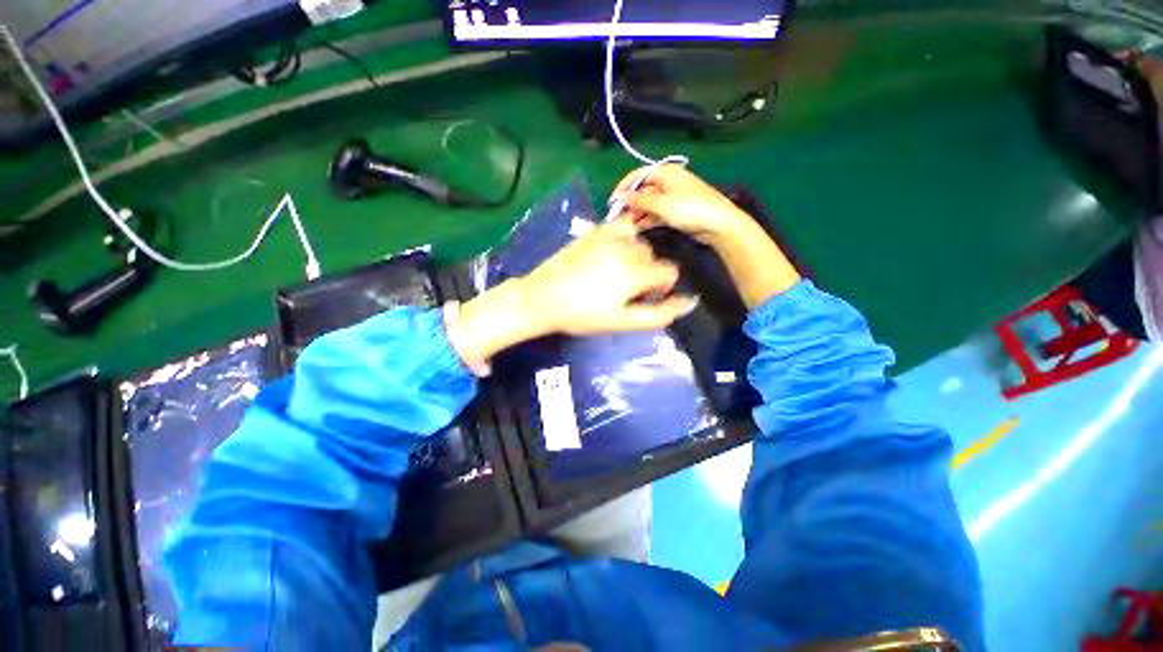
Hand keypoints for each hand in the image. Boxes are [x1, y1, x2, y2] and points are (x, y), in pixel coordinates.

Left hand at [450, 220, 697, 368]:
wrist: (542, 298)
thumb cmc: (583, 315)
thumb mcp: (623, 321)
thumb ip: (658, 313)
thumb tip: (689, 302)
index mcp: (636, 272)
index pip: (670, 272)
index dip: (661, 286)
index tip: (644, 297)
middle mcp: (627, 248)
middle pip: (653, 256)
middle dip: (647, 271)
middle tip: (625, 289)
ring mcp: (609, 236)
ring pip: (638, 242)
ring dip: (634, 255)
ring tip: (615, 273)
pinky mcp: (594, 231)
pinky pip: (621, 228)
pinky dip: (622, 239)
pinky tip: (608, 255)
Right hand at [613, 164, 752, 245]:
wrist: (718, 224)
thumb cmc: (690, 209)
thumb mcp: (661, 204)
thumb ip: (638, 200)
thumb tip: (619, 197)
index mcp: (666, 173)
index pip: (639, 175)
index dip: (624, 186)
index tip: (612, 202)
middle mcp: (668, 183)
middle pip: (643, 190)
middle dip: (630, 203)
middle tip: (618, 218)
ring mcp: (673, 198)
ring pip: (649, 204)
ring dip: (637, 214)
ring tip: (626, 227)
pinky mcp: (676, 212)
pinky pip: (656, 214)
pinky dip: (647, 220)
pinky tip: (638, 229)